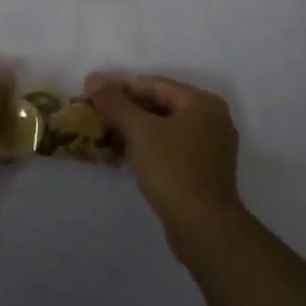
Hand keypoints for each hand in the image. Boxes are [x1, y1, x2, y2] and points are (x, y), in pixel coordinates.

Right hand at [85, 72, 242, 246]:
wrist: (203, 227)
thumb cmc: (173, 169)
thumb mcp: (139, 130)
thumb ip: (114, 102)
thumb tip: (93, 78)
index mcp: (202, 102)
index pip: (155, 84)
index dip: (120, 85)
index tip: (92, 90)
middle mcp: (212, 119)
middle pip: (162, 104)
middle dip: (127, 107)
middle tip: (96, 111)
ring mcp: (211, 146)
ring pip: (166, 127)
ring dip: (136, 128)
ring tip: (105, 131)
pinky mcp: (205, 170)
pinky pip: (172, 147)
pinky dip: (149, 146)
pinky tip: (126, 153)